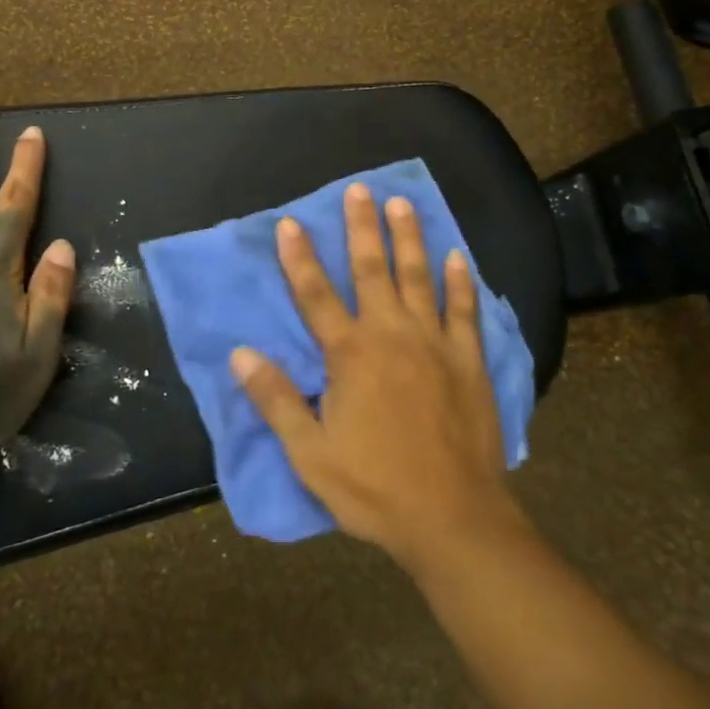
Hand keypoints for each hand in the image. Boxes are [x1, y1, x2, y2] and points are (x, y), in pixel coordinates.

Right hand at [231, 184, 521, 571]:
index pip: (316, 295)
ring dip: (409, 239)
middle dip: (362, 228)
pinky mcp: (468, 362)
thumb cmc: (374, 487)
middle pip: (372, 270)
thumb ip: (276, 399)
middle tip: (360, 189)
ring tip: (403, 204)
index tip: (289, 222)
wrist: (454, 519)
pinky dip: (459, 282)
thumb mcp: (310, 453)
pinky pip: (464, 311)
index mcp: (350, 355)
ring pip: (419, 278)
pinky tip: (457, 257)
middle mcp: (392, 335)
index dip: (299, 257)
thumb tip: (241, 354)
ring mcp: (435, 345)